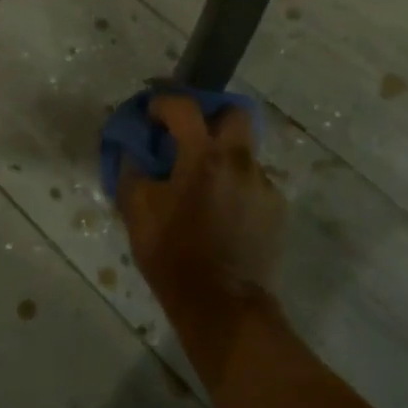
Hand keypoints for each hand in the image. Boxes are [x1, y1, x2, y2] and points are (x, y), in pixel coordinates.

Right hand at [118, 96, 286, 309]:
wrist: (223, 305)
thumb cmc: (174, 256)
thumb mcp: (138, 213)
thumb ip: (132, 172)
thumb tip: (133, 153)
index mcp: (203, 155)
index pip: (184, 107)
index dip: (163, 102)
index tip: (151, 114)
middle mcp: (240, 160)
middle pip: (234, 113)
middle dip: (211, 115)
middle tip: (190, 135)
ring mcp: (263, 184)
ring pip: (244, 151)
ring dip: (223, 156)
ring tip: (204, 184)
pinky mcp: (275, 208)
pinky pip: (253, 181)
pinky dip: (235, 185)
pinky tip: (222, 211)